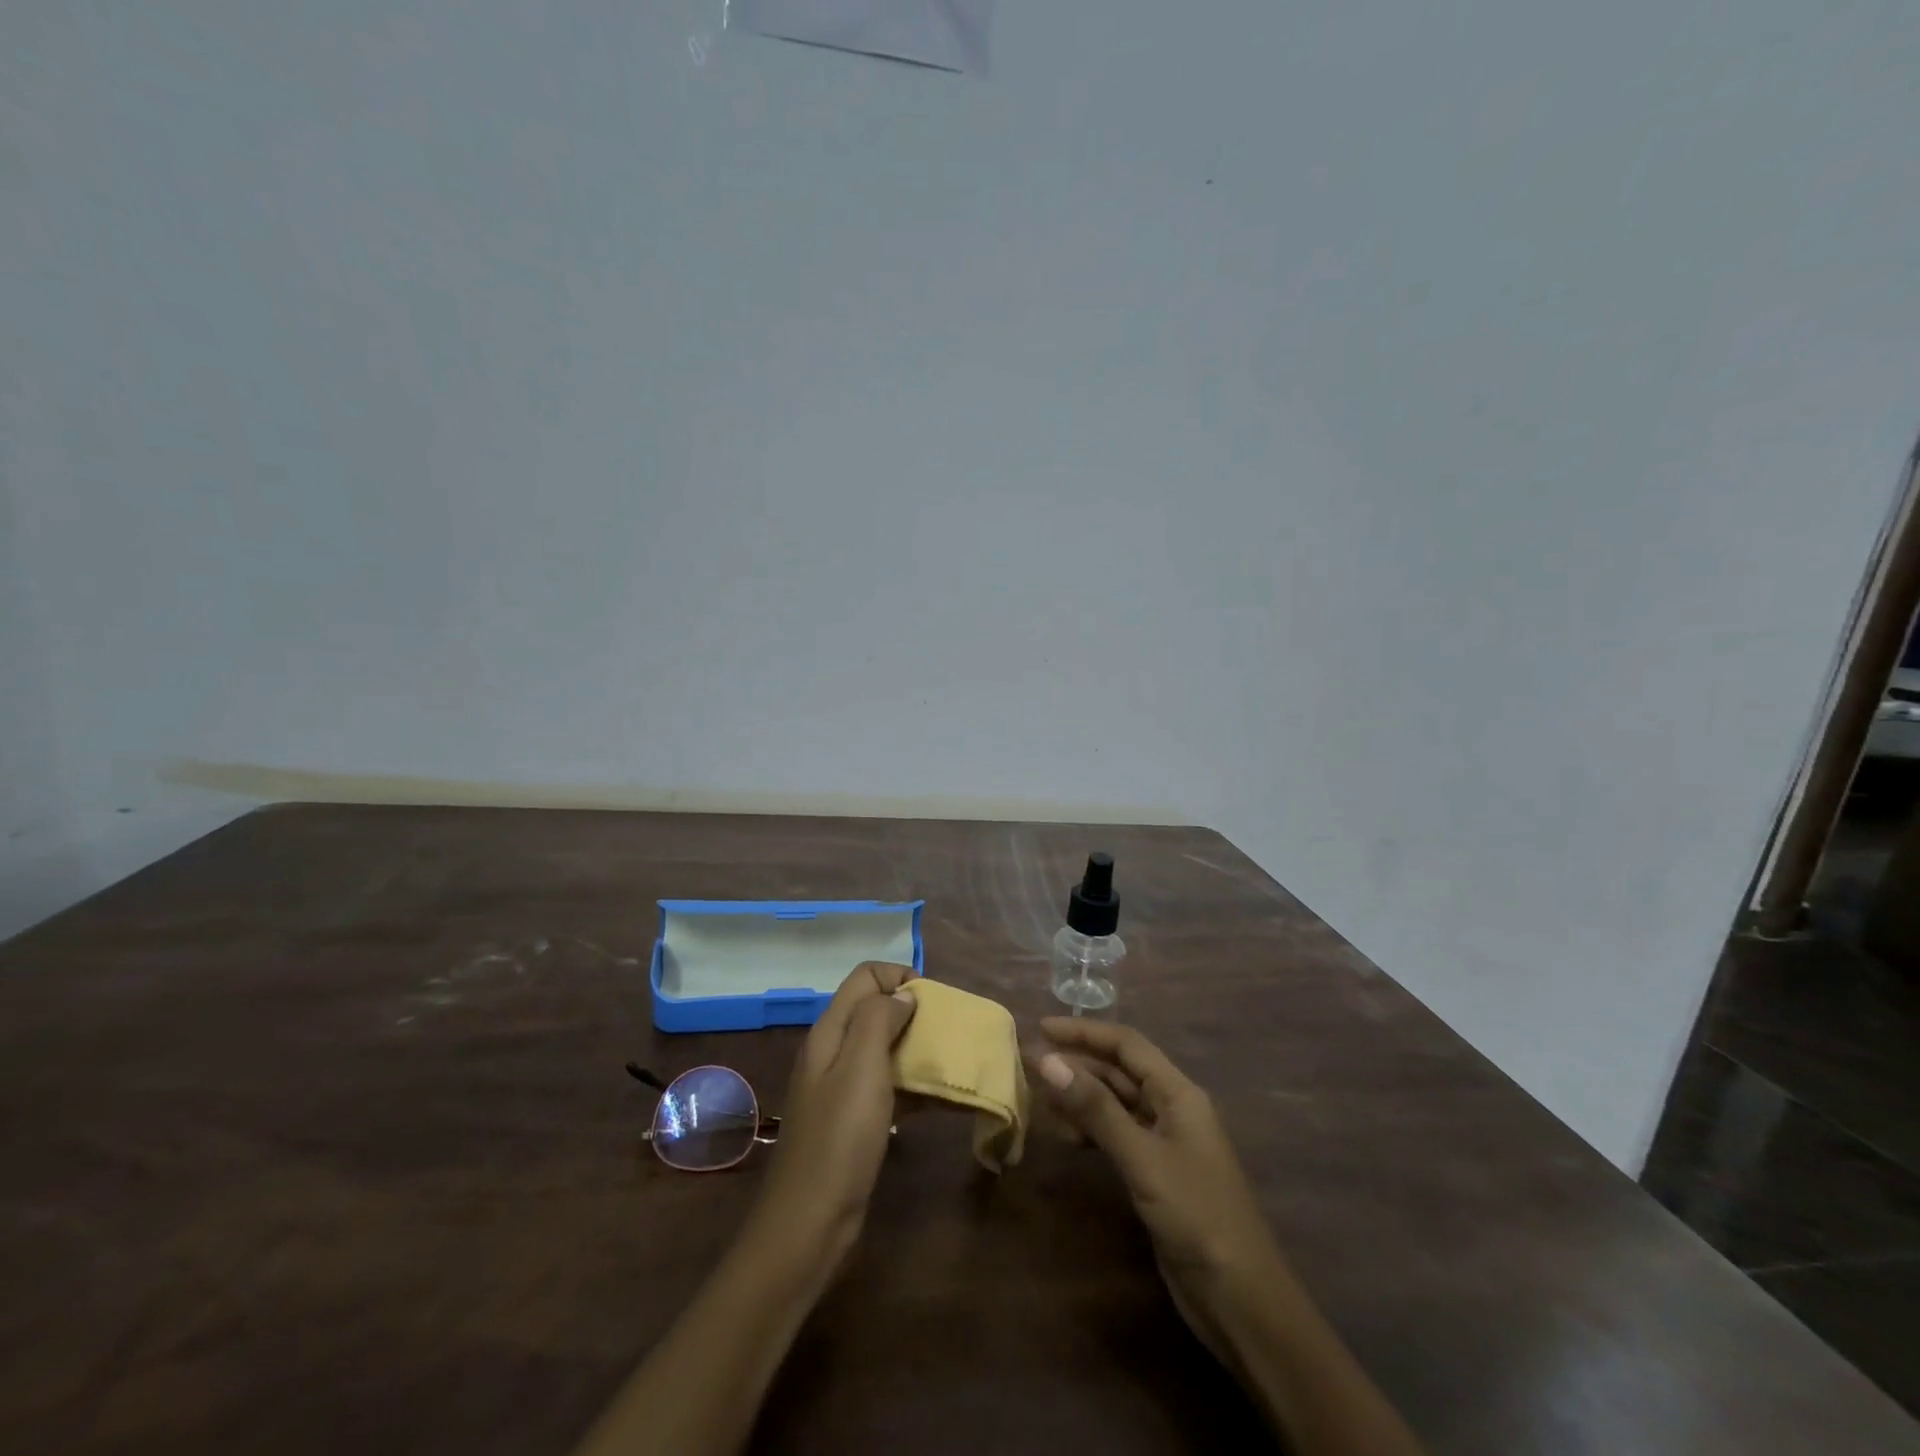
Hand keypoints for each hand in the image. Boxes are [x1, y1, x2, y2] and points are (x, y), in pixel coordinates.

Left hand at [746, 962, 917, 1270]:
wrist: (809, 1224)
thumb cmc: (839, 1139)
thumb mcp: (861, 1068)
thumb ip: (879, 1020)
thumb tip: (903, 994)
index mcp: (830, 1031)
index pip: (865, 977)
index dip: (899, 978)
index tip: (932, 1003)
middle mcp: (832, 1051)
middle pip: (875, 1010)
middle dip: (913, 1012)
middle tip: (946, 1033)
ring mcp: (841, 1087)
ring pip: (884, 1048)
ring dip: (916, 1048)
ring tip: (949, 1063)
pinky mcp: (853, 1120)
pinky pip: (887, 1085)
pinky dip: (913, 1084)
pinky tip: (939, 1099)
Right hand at [1029, 1018, 1284, 1359]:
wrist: (1240, 1298)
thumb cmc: (1196, 1215)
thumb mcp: (1142, 1157)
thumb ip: (1095, 1108)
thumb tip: (1047, 1060)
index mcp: (1179, 1093)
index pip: (1126, 1045)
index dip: (1084, 1032)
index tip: (1042, 1028)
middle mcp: (1172, 1108)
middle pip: (1119, 1070)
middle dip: (1078, 1063)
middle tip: (1031, 1063)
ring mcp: (1164, 1141)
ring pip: (1115, 1102)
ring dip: (1080, 1096)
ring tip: (1041, 1098)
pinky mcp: (1156, 1173)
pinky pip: (1116, 1134)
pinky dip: (1090, 1129)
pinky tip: (1066, 1135)